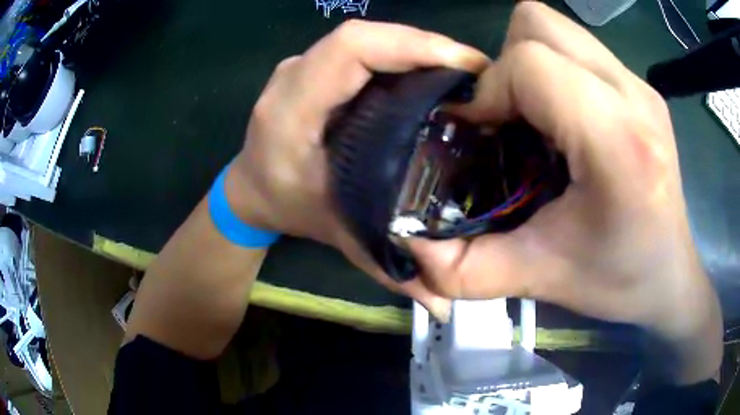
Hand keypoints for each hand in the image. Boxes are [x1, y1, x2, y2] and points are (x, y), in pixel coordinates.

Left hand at [225, 20, 488, 318]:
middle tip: (477, 74)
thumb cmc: (288, 207)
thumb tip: (445, 304)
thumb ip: (389, 269)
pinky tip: (432, 75)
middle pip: (365, 37)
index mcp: (291, 111)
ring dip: (419, 49)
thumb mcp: (337, 235)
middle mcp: (293, 76)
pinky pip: (365, 49)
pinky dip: (403, 55)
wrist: (250, 189)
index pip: (349, 49)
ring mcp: (303, 65)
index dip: (409, 45)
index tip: (465, 66)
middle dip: (427, 46)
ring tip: (463, 74)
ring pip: (369, 39)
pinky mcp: (315, 65)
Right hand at [408, 2, 721, 382]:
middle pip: (539, 23)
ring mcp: (641, 85)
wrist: (671, 274)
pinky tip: (565, 119)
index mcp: (619, 142)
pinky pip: (579, 48)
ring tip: (536, 116)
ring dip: (530, 62)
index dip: (490, 89)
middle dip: (506, 62)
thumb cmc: (620, 279)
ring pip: (557, 27)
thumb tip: (412, 245)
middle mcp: (634, 95)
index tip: (480, 131)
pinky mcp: (642, 87)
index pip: (532, 64)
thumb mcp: (542, 279)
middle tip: (510, 118)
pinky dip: (556, 71)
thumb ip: (466, 270)